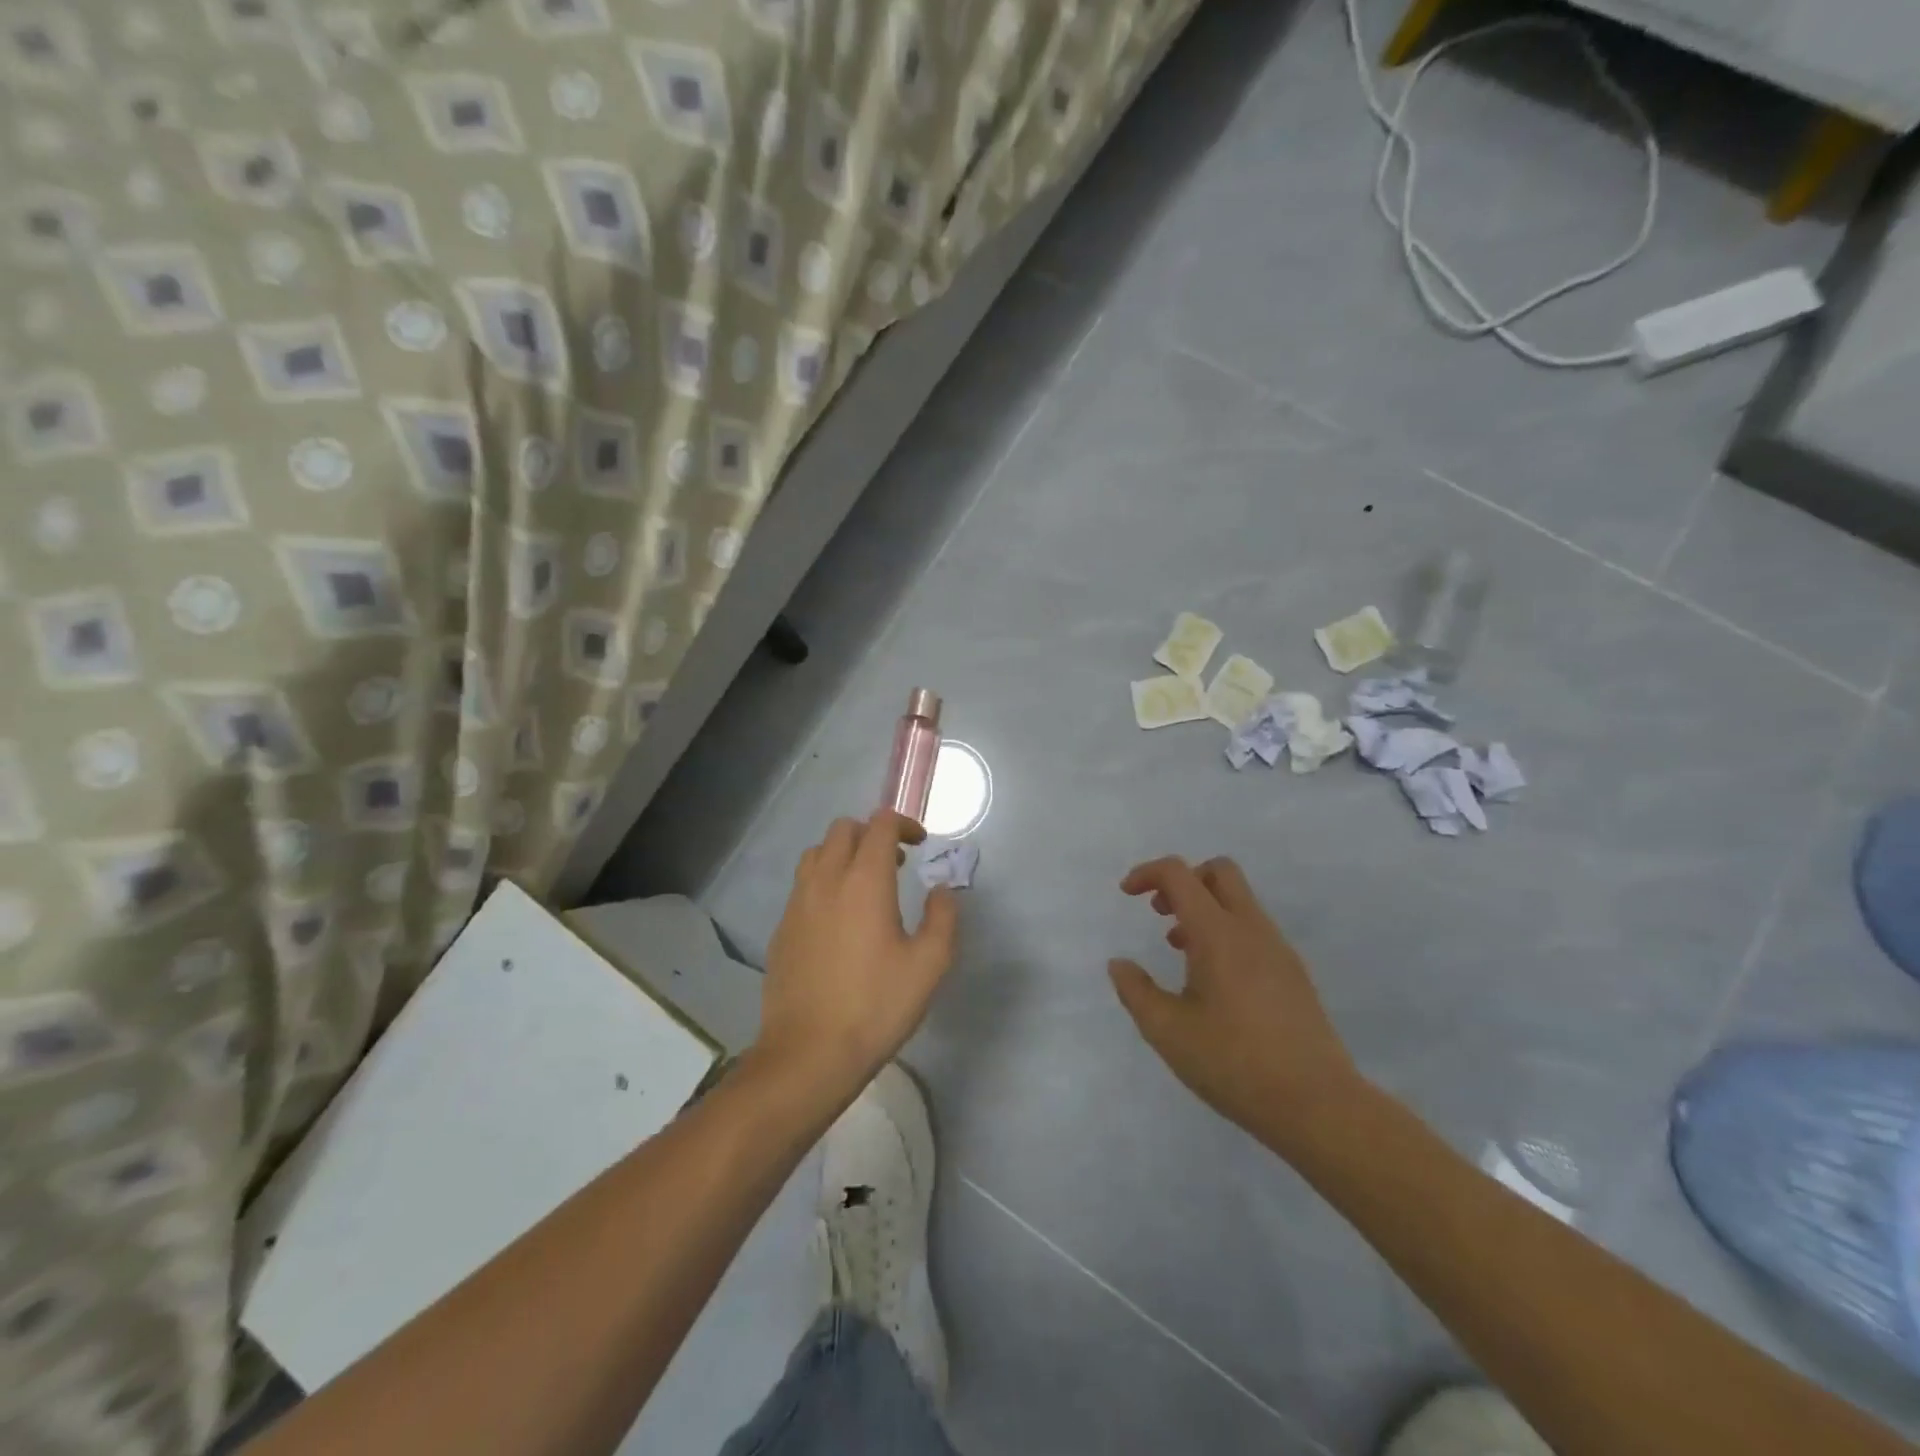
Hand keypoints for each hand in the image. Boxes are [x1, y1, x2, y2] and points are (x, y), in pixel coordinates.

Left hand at [754, 812, 959, 1105]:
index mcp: (864, 881)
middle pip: (843, 829)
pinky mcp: (782, 928)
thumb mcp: (929, 965)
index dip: (903, 823)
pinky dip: (824, 882)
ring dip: (843, 854)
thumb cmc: (876, 1006)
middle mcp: (826, 880)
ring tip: (865, 885)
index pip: (879, 824)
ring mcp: (797, 903)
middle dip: (872, 834)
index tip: (920, 844)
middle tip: (896, 863)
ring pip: (817, 852)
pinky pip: (802, 885)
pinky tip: (838, 919)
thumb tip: (941, 890)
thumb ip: (942, 917)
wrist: (809, 1052)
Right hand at [1109, 855, 1360, 1153]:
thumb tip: (1119, 964)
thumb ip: (1136, 991)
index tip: (1127, 894)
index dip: (1147, 873)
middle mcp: (1251, 929)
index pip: (1180, 874)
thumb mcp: (1168, 1032)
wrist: (1318, 1106)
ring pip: (1239, 901)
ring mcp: (1278, 950)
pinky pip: (1254, 929)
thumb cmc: (1234, 1063)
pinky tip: (1214, 980)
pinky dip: (1226, 931)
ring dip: (1204, 908)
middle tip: (1161, 913)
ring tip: (1180, 950)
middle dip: (1184, 880)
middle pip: (1219, 871)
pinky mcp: (1293, 973)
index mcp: (1218, 934)